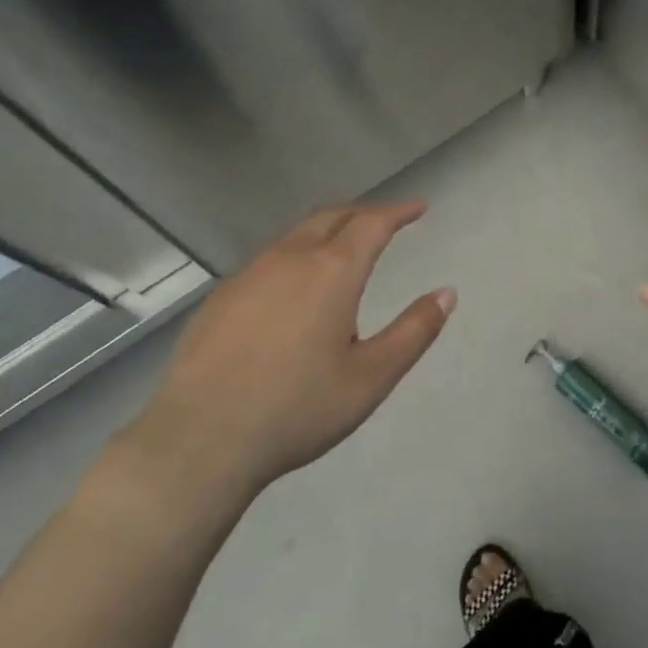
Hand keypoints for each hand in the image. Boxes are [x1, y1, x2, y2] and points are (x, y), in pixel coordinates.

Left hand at [116, 203, 454, 521]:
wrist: (199, 440)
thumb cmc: (297, 408)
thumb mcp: (371, 377)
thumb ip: (414, 331)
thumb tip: (447, 293)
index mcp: (332, 271)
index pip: (372, 223)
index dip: (398, 211)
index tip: (417, 207)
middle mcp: (290, 259)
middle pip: (331, 216)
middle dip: (362, 213)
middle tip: (384, 222)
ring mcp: (249, 274)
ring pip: (296, 235)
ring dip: (327, 231)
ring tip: (343, 250)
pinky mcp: (220, 297)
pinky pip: (268, 260)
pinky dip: (295, 256)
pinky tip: (293, 289)